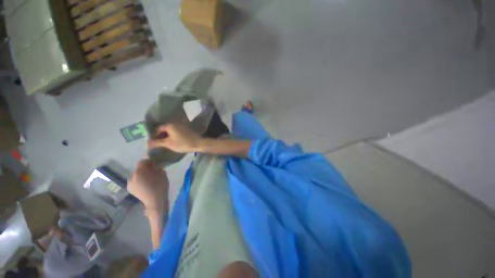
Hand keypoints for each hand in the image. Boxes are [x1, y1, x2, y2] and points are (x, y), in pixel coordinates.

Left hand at [128, 160, 168, 215]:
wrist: (155, 201)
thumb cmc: (160, 186)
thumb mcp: (162, 173)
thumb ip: (156, 167)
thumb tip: (153, 165)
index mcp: (140, 171)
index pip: (142, 161)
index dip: (148, 161)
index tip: (154, 164)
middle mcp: (132, 176)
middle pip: (139, 169)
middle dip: (145, 169)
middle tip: (153, 172)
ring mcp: (129, 183)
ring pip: (136, 175)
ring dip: (142, 175)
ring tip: (149, 179)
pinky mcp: (130, 189)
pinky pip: (135, 181)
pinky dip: (139, 181)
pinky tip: (146, 185)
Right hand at [147, 121, 201, 152]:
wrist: (198, 143)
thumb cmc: (182, 143)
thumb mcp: (168, 144)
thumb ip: (157, 143)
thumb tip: (147, 143)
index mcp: (170, 125)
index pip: (158, 128)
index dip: (154, 135)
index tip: (153, 142)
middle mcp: (175, 123)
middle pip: (165, 128)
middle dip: (161, 135)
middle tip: (159, 143)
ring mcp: (182, 125)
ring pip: (171, 129)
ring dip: (167, 135)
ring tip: (165, 142)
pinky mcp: (187, 128)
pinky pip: (177, 130)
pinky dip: (173, 134)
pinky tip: (173, 140)